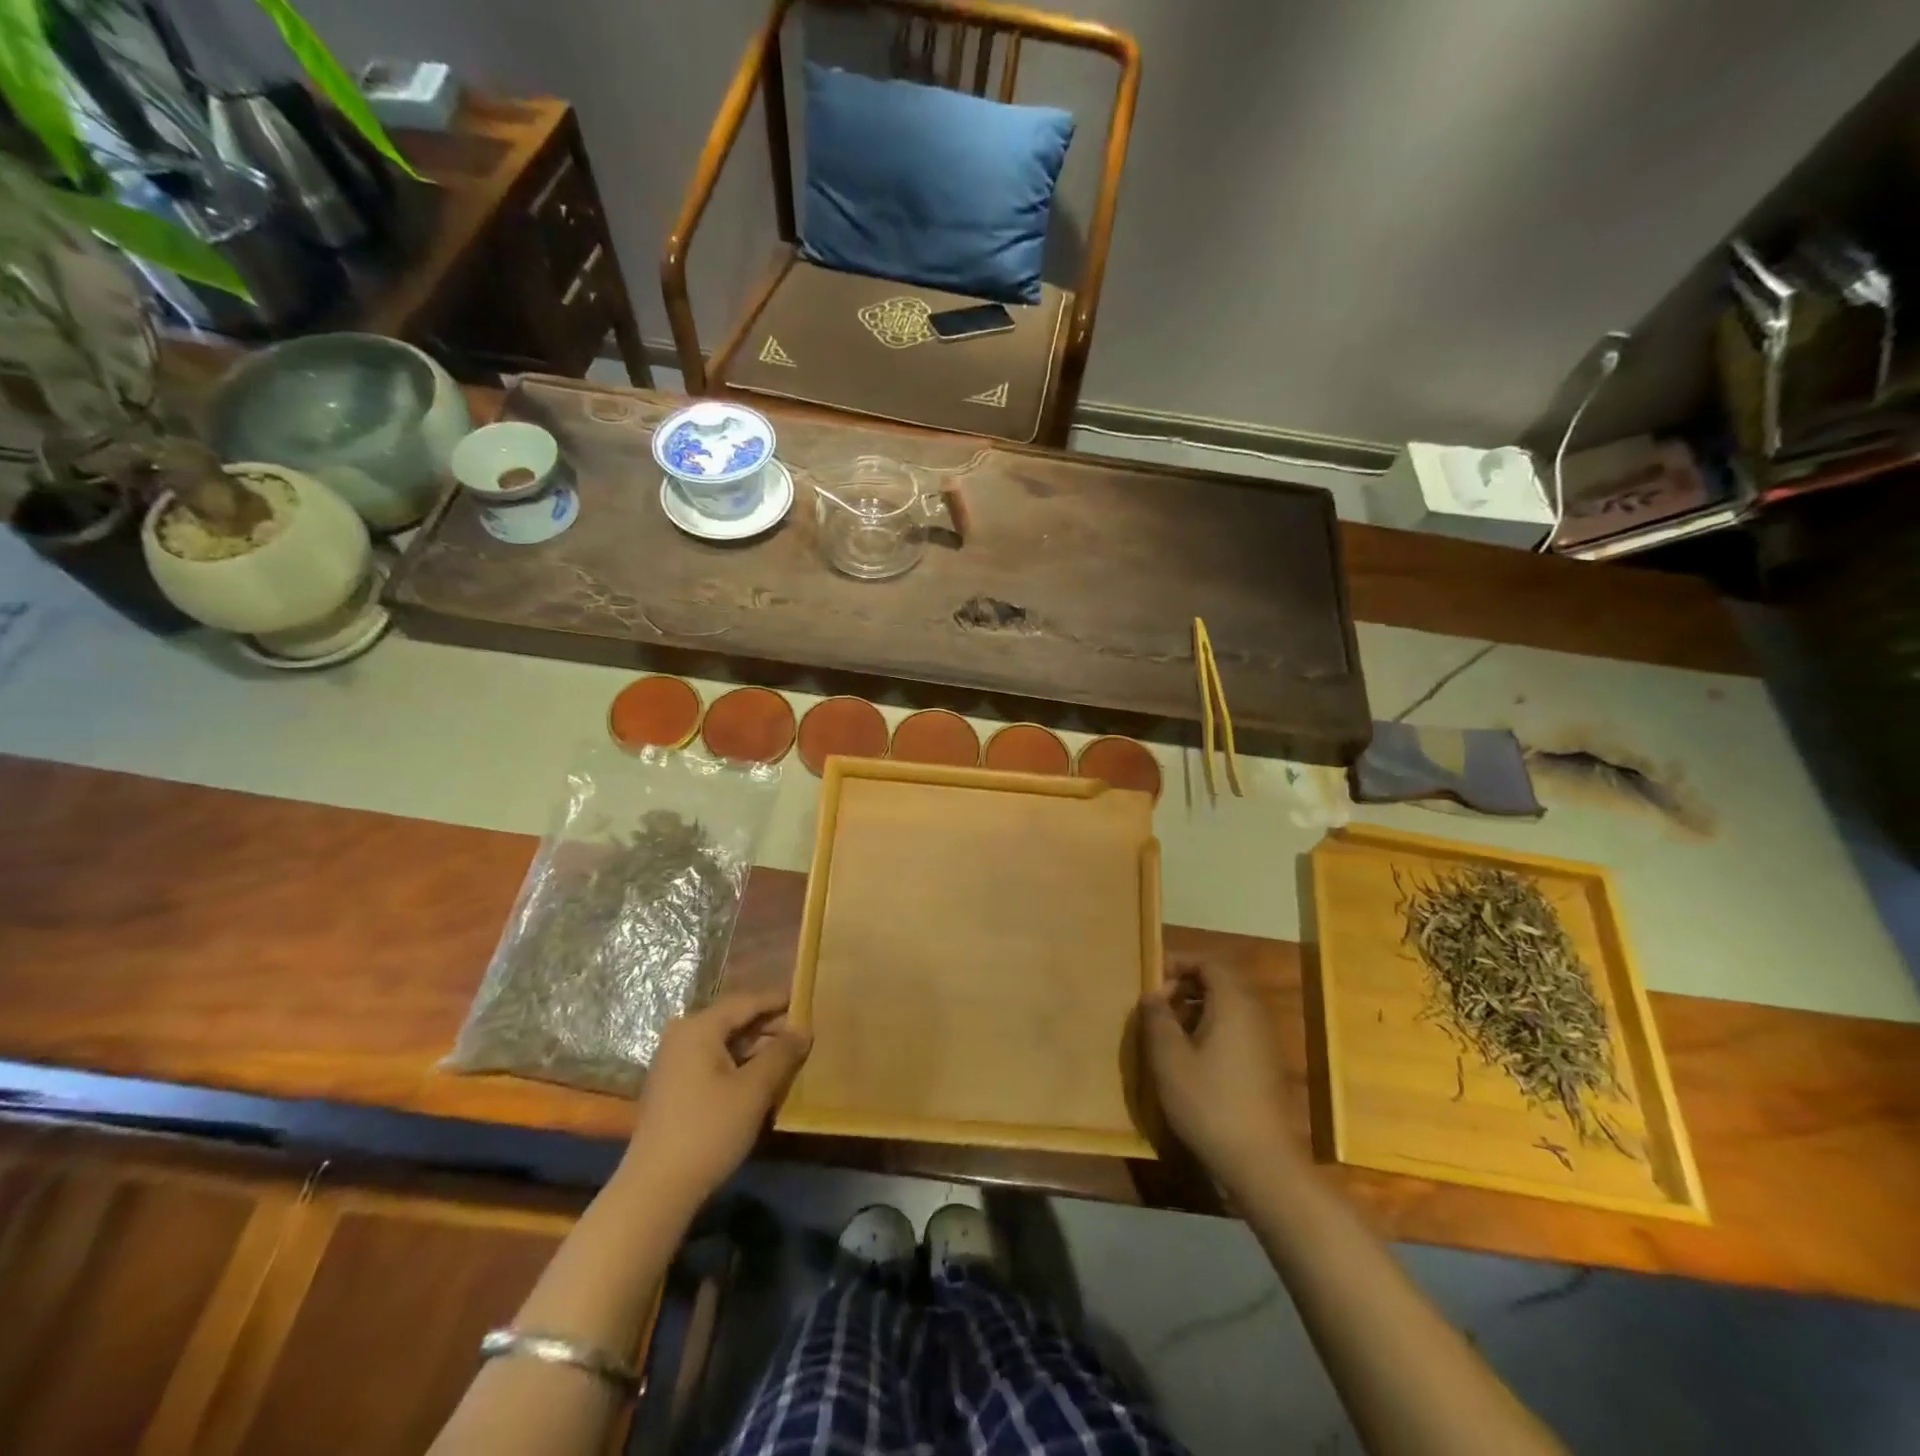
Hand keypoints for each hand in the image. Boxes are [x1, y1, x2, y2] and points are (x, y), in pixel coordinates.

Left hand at [622, 989, 810, 1208]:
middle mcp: (682, 1036)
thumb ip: (782, 1053)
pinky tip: (761, 1079)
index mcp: (699, 1027)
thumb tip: (804, 1029)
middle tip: (803, 1035)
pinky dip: (739, 1064)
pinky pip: (713, 1061)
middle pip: (734, 1020)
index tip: (808, 1001)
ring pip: (724, 1042)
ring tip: (788, 1058)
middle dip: (770, 1026)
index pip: (747, 1001)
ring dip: (756, 1048)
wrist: (655, 1190)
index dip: (779, 1001)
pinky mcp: (674, 1087)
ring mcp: (674, 1062)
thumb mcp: (754, 1089)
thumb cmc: (709, 1130)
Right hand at [1140, 961, 1296, 1193]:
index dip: (1179, 962)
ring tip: (1168, 1029)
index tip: (1152, 976)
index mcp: (1233, 1003)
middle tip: (1157, 1003)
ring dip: (1196, 1008)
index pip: (1209, 962)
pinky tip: (1190, 1056)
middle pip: (1220, 982)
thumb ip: (1157, 1019)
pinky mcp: (1265, 1064)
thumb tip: (1152, 994)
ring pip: (1228, 1007)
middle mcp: (1254, 1014)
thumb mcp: (1170, 1059)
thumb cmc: (1210, 1103)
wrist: (1261, 1162)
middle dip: (1185, 985)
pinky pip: (1236, 1028)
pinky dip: (1211, 1027)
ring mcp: (1264, 1040)